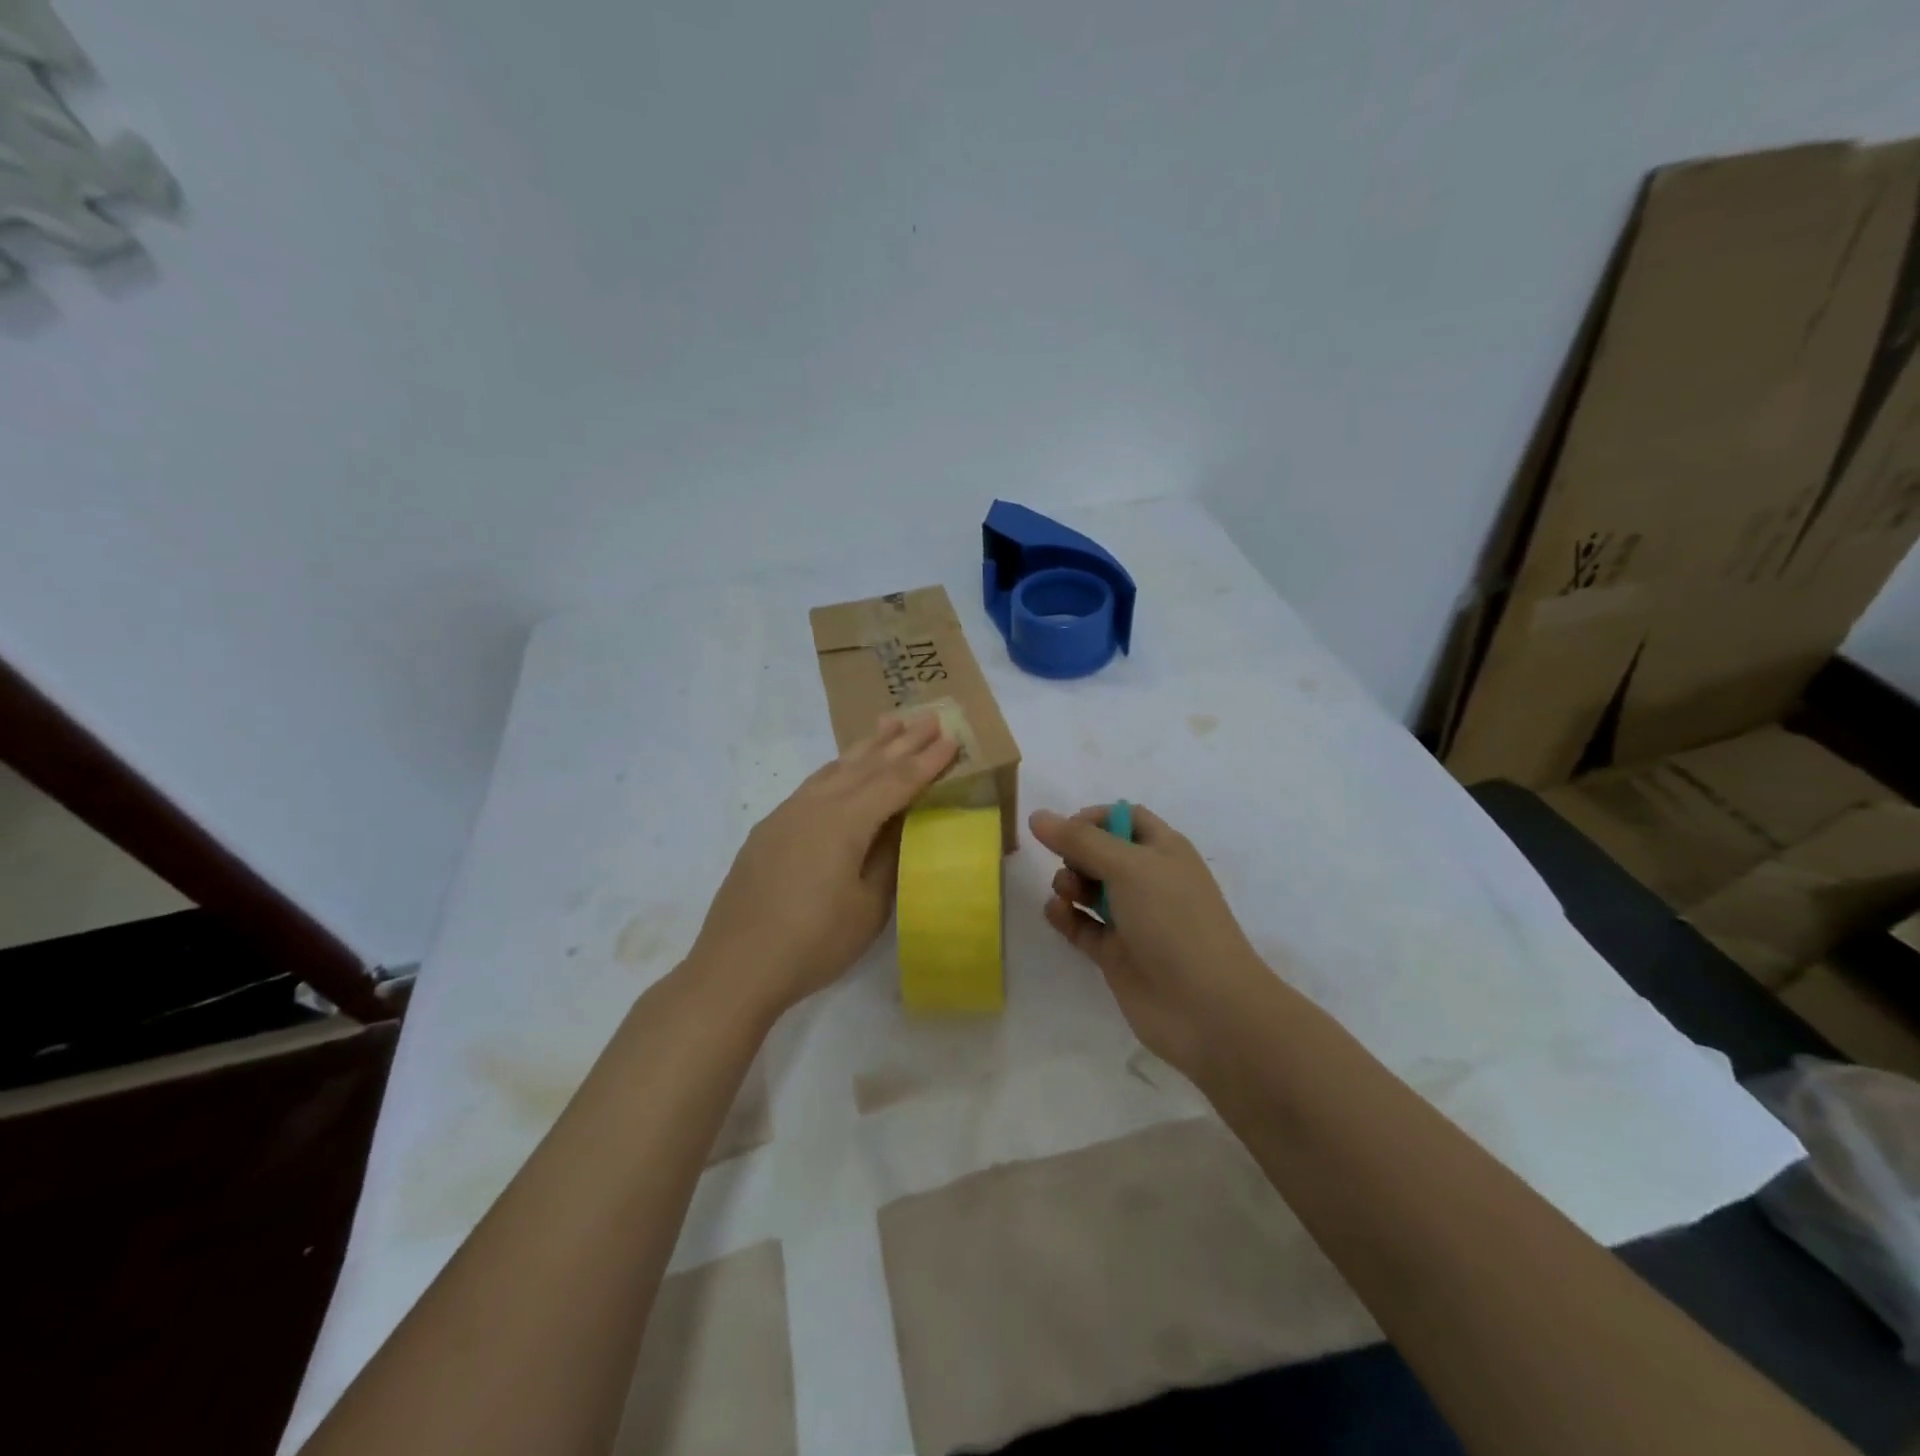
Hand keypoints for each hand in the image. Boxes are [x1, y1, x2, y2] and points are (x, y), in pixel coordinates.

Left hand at [691, 713, 957, 1018]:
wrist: (736, 966)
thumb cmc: (814, 942)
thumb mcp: (868, 906)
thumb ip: (888, 858)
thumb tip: (903, 825)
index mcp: (844, 822)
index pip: (895, 782)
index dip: (926, 762)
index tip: (951, 739)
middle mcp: (815, 806)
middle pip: (866, 765)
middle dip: (900, 742)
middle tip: (927, 717)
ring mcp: (787, 814)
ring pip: (835, 768)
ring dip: (866, 747)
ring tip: (888, 724)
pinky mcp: (770, 829)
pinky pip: (813, 784)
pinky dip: (838, 768)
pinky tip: (842, 768)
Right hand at [1030, 803, 1275, 1079]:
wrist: (1205, 1007)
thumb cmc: (1173, 920)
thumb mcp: (1128, 867)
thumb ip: (1079, 840)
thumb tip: (1038, 816)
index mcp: (1164, 851)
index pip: (1125, 819)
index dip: (1094, 818)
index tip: (1065, 829)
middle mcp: (1149, 881)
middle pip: (1102, 853)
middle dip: (1076, 853)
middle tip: (1068, 865)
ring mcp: (1134, 920)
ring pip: (1090, 890)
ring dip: (1069, 884)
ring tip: (1066, 893)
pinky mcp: (1117, 955)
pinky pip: (1083, 927)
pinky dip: (1066, 917)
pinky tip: (1056, 912)